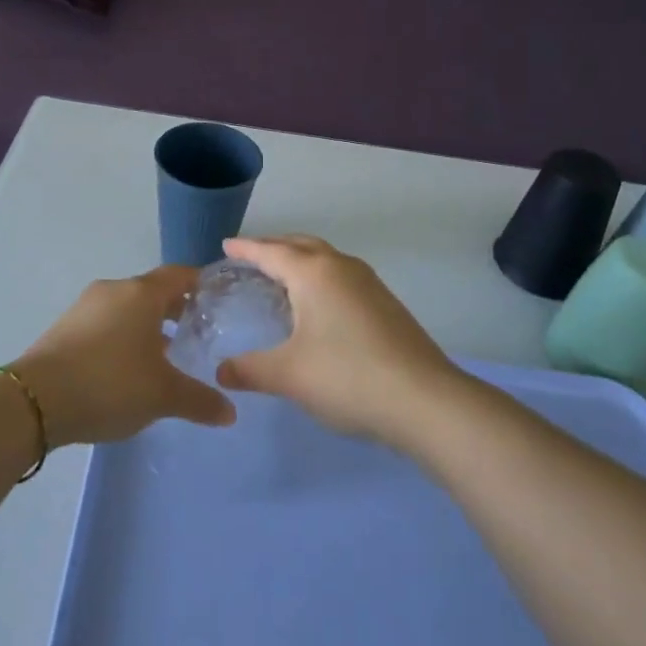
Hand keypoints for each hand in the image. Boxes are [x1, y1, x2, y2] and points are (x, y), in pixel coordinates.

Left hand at [9, 266, 235, 446]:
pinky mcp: (65, 327)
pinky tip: (126, 368)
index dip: (200, 284)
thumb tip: (230, 412)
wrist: (34, 401)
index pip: (179, 275)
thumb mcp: (162, 396)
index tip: (217, 300)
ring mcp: (85, 306)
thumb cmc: (110, 384)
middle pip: (153, 290)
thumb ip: (199, 400)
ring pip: (127, 308)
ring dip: (147, 325)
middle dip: (175, 309)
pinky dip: (122, 336)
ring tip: (164, 356)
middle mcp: (114, 290)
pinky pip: (105, 323)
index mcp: (141, 293)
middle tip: (196, 332)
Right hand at [217, 236, 464, 448]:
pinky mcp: (385, 303)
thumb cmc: (347, 377)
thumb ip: (250, 370)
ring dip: (300, 260)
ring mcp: (369, 283)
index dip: (246, 249)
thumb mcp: (289, 375)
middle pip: (301, 245)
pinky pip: (341, 276)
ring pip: (325, 259)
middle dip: (274, 247)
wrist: (424, 400)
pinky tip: (317, 305)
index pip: (271, 252)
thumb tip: (222, 372)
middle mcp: (341, 267)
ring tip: (281, 276)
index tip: (226, 245)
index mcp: (314, 273)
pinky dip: (319, 278)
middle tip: (250, 257)